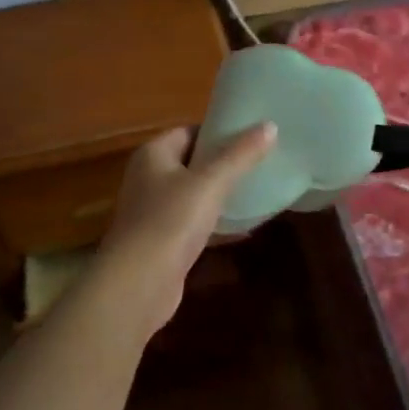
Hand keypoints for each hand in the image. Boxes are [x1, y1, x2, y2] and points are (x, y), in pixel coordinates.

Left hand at [92, 122, 276, 333]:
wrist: (138, 284)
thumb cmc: (170, 222)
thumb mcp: (210, 183)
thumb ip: (240, 155)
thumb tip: (269, 125)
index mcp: (153, 155)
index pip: (189, 131)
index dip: (219, 131)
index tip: (253, 135)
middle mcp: (149, 179)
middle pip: (192, 162)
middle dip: (224, 163)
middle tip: (262, 161)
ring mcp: (154, 212)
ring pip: (194, 195)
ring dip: (221, 194)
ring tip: (258, 190)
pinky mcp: (163, 242)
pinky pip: (195, 224)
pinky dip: (217, 224)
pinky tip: (245, 228)